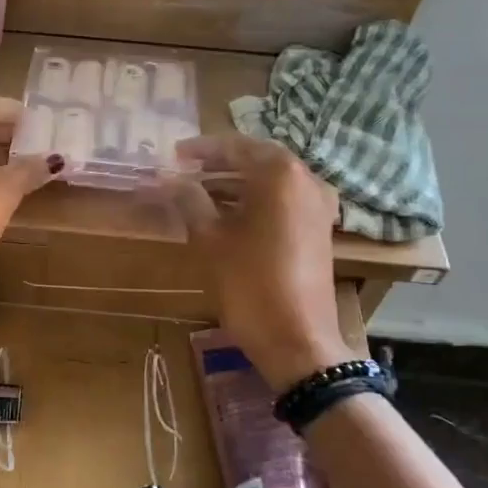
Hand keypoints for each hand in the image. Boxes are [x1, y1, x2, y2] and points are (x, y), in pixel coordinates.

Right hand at [168, 135, 351, 392]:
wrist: (297, 340)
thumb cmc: (249, 283)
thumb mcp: (211, 239)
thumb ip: (189, 200)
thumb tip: (168, 178)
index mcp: (280, 174)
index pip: (236, 147)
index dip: (201, 149)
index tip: (173, 154)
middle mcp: (306, 179)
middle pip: (256, 160)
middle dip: (219, 164)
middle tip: (183, 170)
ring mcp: (318, 205)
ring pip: (270, 181)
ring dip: (235, 183)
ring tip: (197, 191)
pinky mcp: (318, 228)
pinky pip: (282, 200)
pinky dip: (254, 199)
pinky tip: (226, 213)